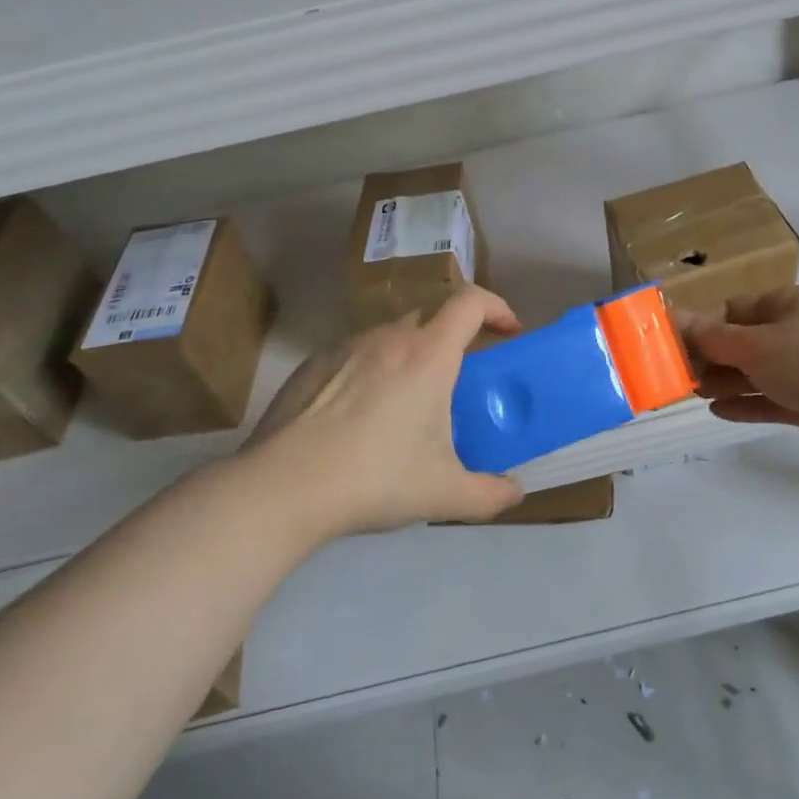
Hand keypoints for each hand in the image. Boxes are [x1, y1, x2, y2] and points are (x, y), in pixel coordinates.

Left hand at [246, 288, 525, 535]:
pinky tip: (360, 415)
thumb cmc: (374, 479)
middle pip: (431, 315)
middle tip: (459, 376)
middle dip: (454, 336)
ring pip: (391, 334)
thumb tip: (515, 493)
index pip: (470, 302)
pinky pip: (356, 353)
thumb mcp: (443, 494)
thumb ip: (489, 495)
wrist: (283, 487)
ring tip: (408, 400)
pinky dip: (372, 369)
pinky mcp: (312, 364)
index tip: (508, 331)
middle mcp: (388, 338)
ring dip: (411, 353)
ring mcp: (345, 347)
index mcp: (427, 355)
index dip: (496, 307)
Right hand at [680, 286, 798, 474]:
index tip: (670, 346)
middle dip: (709, 357)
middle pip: (740, 342)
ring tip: (693, 393)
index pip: (732, 310)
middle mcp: (794, 333)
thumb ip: (711, 337)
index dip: (700, 326)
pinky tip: (717, 411)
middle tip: (677, 376)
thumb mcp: (755, 344)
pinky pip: (768, 401)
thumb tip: (672, 319)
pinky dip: (744, 405)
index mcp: (785, 305)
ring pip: (753, 373)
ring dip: (723, 382)